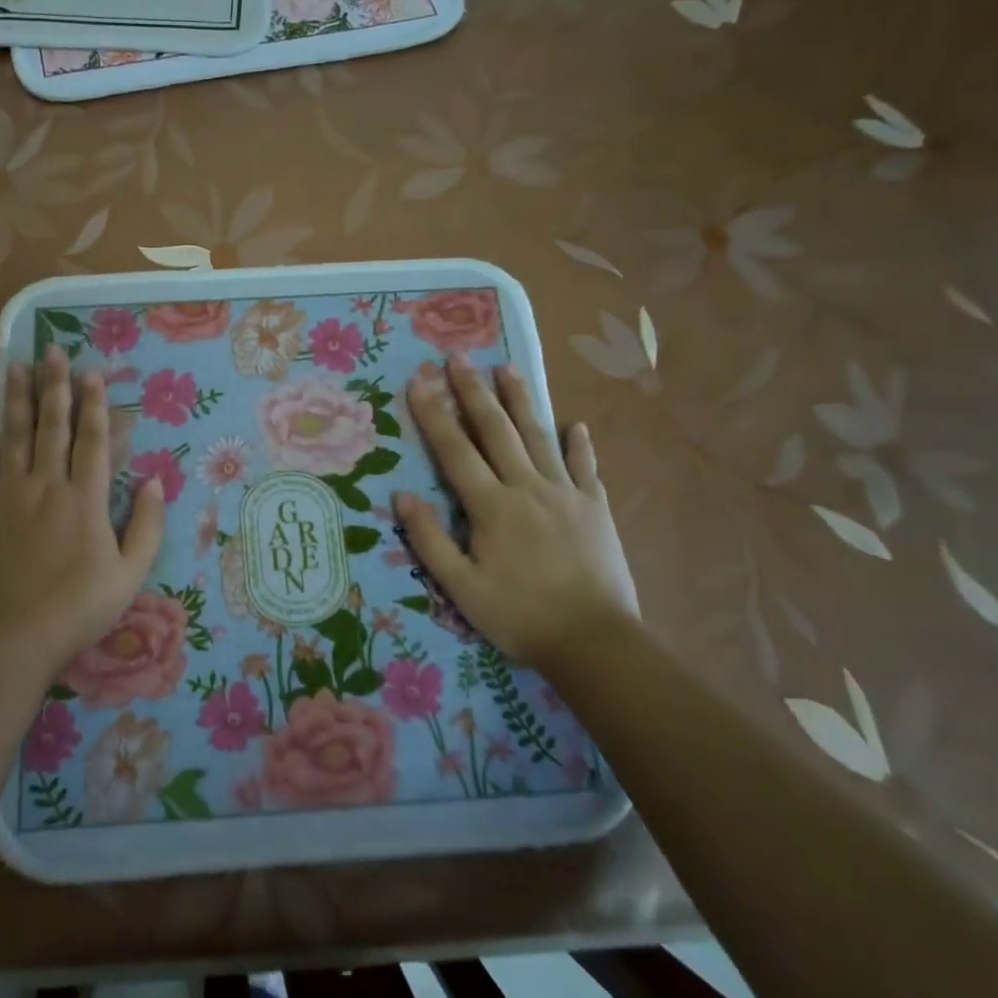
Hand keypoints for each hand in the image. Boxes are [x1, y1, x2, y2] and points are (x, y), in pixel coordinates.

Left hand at [0, 346, 163, 685]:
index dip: (95, 404)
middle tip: (52, 351)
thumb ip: (148, 526)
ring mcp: (7, 496)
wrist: (10, 639)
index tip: (93, 373)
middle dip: (55, 386)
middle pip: (51, 426)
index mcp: (86, 499)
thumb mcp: (130, 574)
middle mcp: (46, 486)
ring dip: (17, 399)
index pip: (92, 440)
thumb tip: (158, 481)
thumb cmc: (78, 608)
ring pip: (13, 437)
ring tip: (17, 367)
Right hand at [393, 357, 638, 671]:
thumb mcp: (461, 588)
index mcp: (491, 506)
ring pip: (539, 436)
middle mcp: (527, 487)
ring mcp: (566, 493)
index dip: (434, 414)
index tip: (419, 381)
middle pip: (496, 430)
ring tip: (507, 368)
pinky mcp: (595, 507)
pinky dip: (579, 444)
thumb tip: (402, 496)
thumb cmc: (519, 616)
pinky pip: (585, 466)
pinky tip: (576, 425)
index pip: (455, 451)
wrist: (593, 641)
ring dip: (521, 401)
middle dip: (474, 391)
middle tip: (459, 357)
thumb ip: (430, 540)